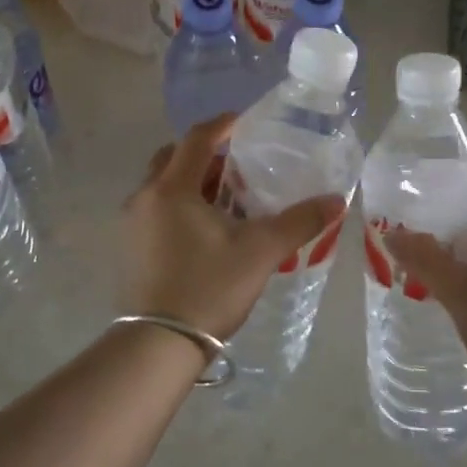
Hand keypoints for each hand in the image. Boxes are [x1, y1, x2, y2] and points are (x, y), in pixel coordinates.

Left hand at [122, 115, 345, 339]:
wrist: (159, 345)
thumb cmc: (209, 287)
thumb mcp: (261, 251)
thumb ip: (299, 221)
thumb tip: (336, 200)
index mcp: (172, 188)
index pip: (197, 139)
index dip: (223, 125)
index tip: (246, 122)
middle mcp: (144, 197)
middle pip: (174, 158)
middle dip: (207, 155)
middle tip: (239, 166)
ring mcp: (132, 224)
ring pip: (163, 186)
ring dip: (193, 182)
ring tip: (228, 199)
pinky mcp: (130, 248)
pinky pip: (156, 209)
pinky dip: (180, 205)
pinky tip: (206, 230)